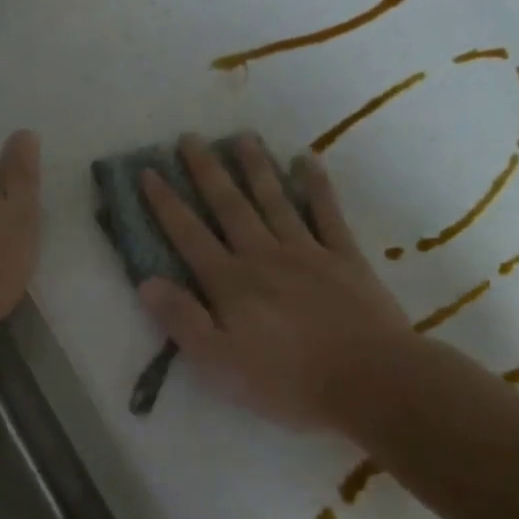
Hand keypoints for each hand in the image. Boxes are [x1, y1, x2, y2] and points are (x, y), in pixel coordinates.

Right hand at [137, 134, 412, 433]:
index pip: (189, 235)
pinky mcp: (344, 258)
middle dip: (206, 171)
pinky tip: (306, 161)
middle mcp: (263, 256)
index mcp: (230, 282)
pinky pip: (326, 213)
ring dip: (255, 167)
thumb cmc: (288, 381)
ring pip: (274, 200)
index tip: (149, 172)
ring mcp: (307, 252)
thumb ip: (182, 320)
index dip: (166, 203)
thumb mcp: (219, 363)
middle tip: (189, 138)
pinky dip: (315, 185)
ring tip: (241, 136)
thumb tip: (146, 281)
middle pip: (229, 206)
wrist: (372, 381)